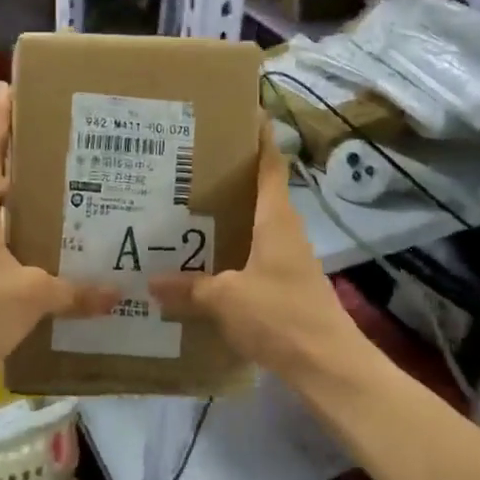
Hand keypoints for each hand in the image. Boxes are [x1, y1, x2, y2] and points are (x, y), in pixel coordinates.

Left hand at [0, 83, 117, 387]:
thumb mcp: (31, 295)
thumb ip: (74, 291)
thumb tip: (117, 294)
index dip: (2, 120)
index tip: (8, 88)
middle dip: (21, 161)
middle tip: (60, 148)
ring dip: (20, 202)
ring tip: (60, 195)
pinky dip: (16, 235)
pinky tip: (43, 248)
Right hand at [151, 124, 368, 386]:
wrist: (328, 366)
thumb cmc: (280, 316)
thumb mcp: (226, 299)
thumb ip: (190, 288)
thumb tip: (151, 283)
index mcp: (275, 218)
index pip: (270, 164)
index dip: (260, 137)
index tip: (242, 113)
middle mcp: (284, 230)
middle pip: (258, 191)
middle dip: (228, 176)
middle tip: (187, 165)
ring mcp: (288, 258)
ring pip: (254, 224)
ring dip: (227, 215)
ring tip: (185, 209)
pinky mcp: (285, 284)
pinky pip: (253, 254)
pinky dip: (231, 249)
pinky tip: (203, 261)